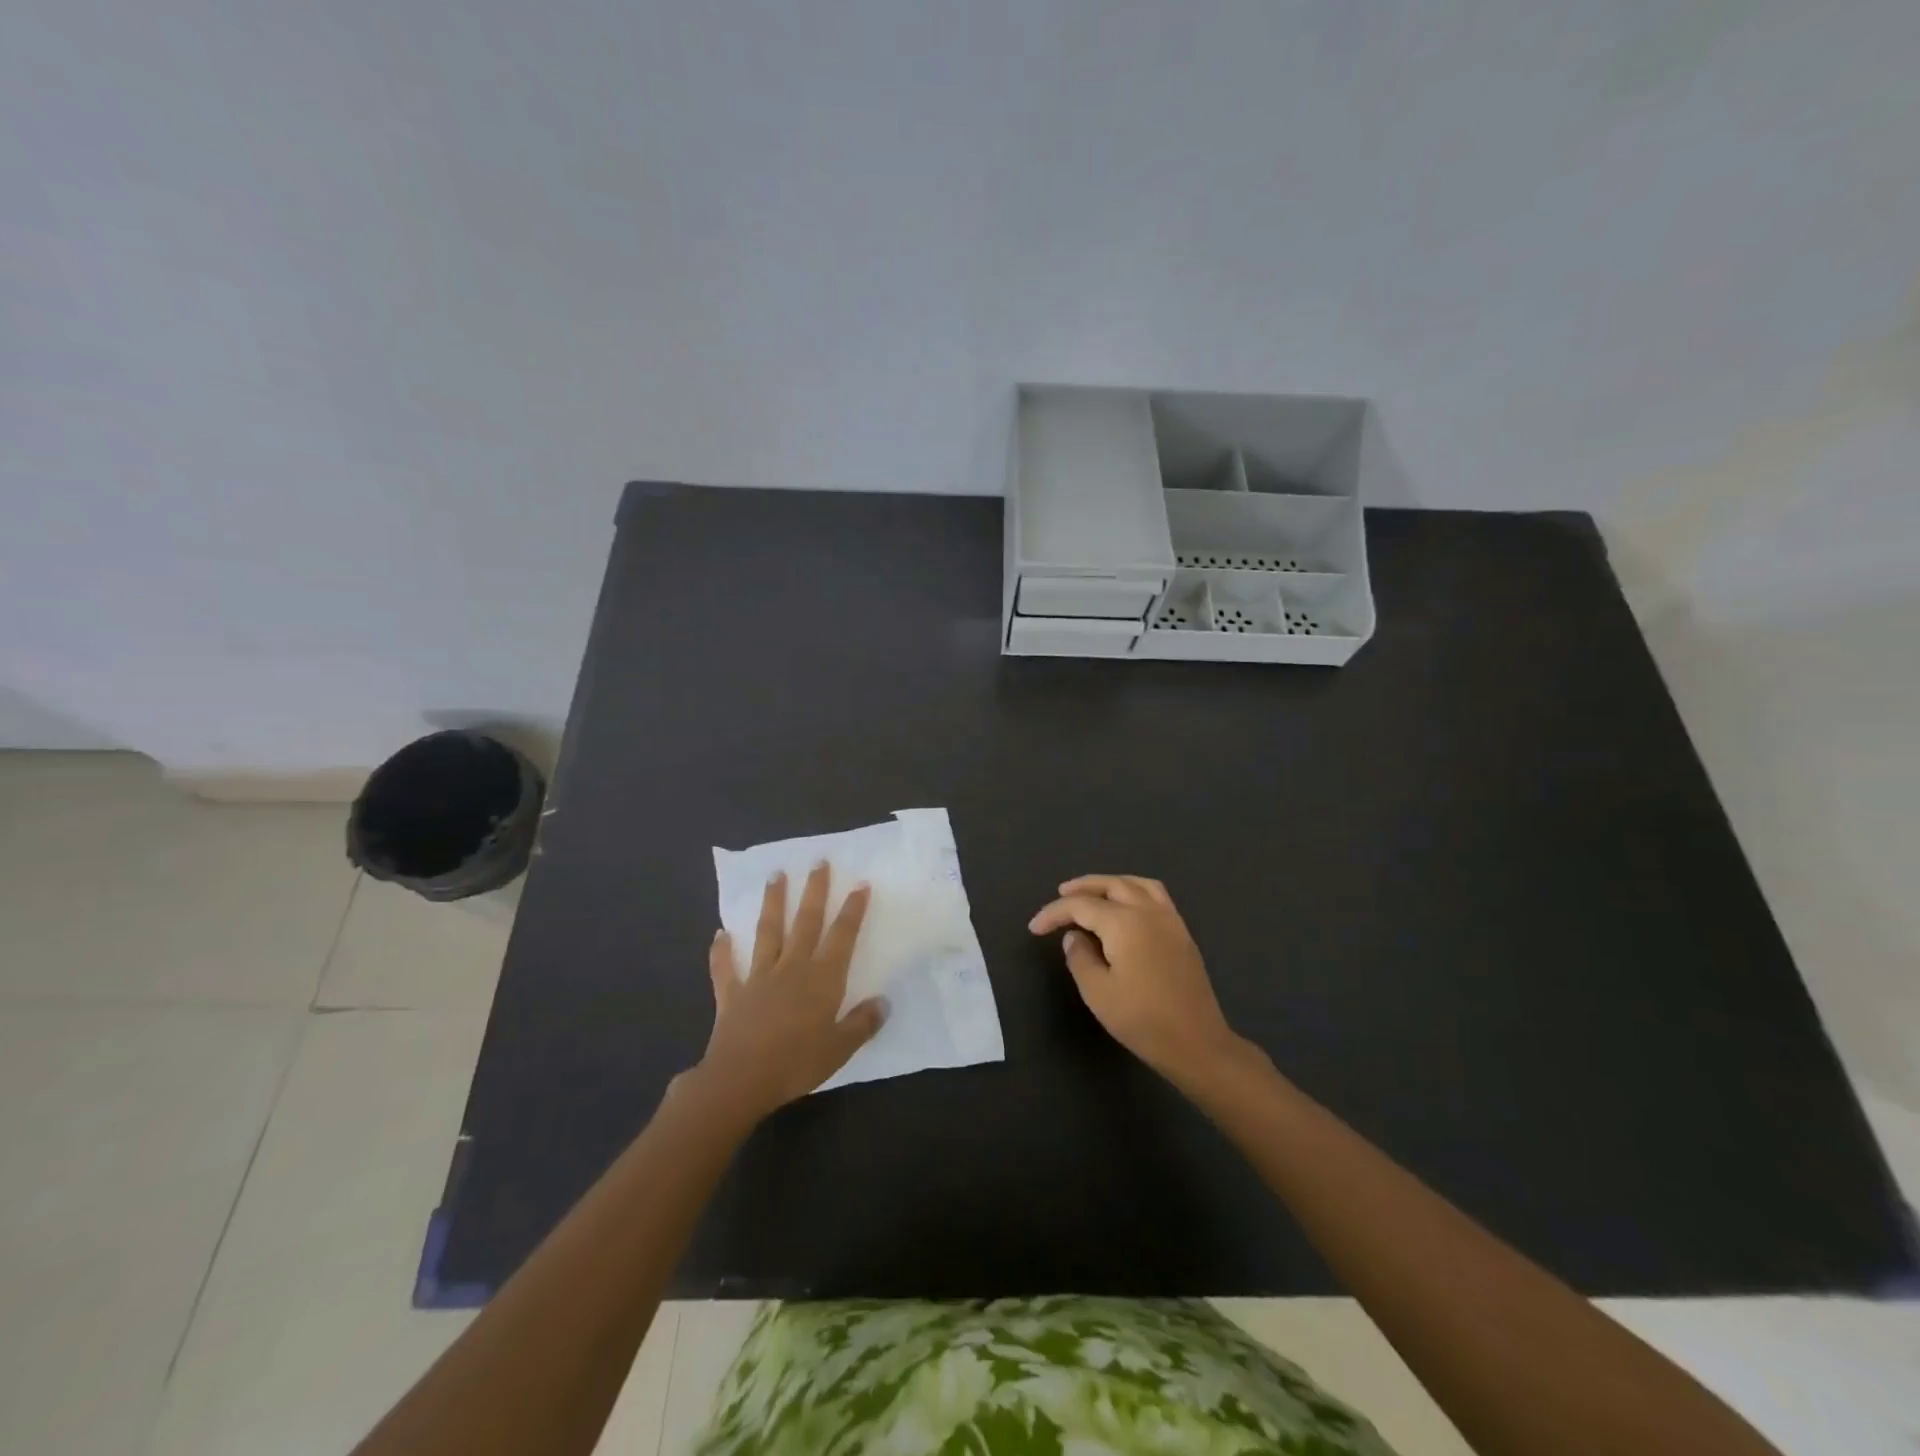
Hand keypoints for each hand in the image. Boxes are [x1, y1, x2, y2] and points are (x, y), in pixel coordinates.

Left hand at [692, 862, 887, 1123]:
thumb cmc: (797, 1063)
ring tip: (775, 875)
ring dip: (772, 903)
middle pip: (806, 921)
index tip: (860, 883)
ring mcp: (759, 977)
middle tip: (818, 861)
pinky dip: (722, 951)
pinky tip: (720, 934)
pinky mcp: (733, 993)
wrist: (741, 1080)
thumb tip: (883, 1002)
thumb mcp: (840, 1048)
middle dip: (814, 891)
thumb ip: (862, 1023)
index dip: (852, 910)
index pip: (842, 936)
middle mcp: (792, 967)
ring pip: (768, 932)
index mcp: (822, 978)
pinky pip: (726, 968)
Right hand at [1029, 874, 1244, 1086]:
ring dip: (1110, 883)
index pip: (1080, 906)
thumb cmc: (1142, 1019)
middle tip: (1060, 893)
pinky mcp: (1181, 932)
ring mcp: (1169, 919)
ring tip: (1092, 893)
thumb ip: (1079, 958)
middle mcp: (1147, 910)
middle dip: (1082, 887)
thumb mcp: (1097, 992)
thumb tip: (1074, 937)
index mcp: (1123, 922)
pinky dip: (1134, 890)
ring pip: (1136, 884)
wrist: (1196, 1042)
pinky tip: (1125, 906)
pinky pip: (1155, 895)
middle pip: (1110, 884)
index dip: (1053, 913)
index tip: (1034, 929)